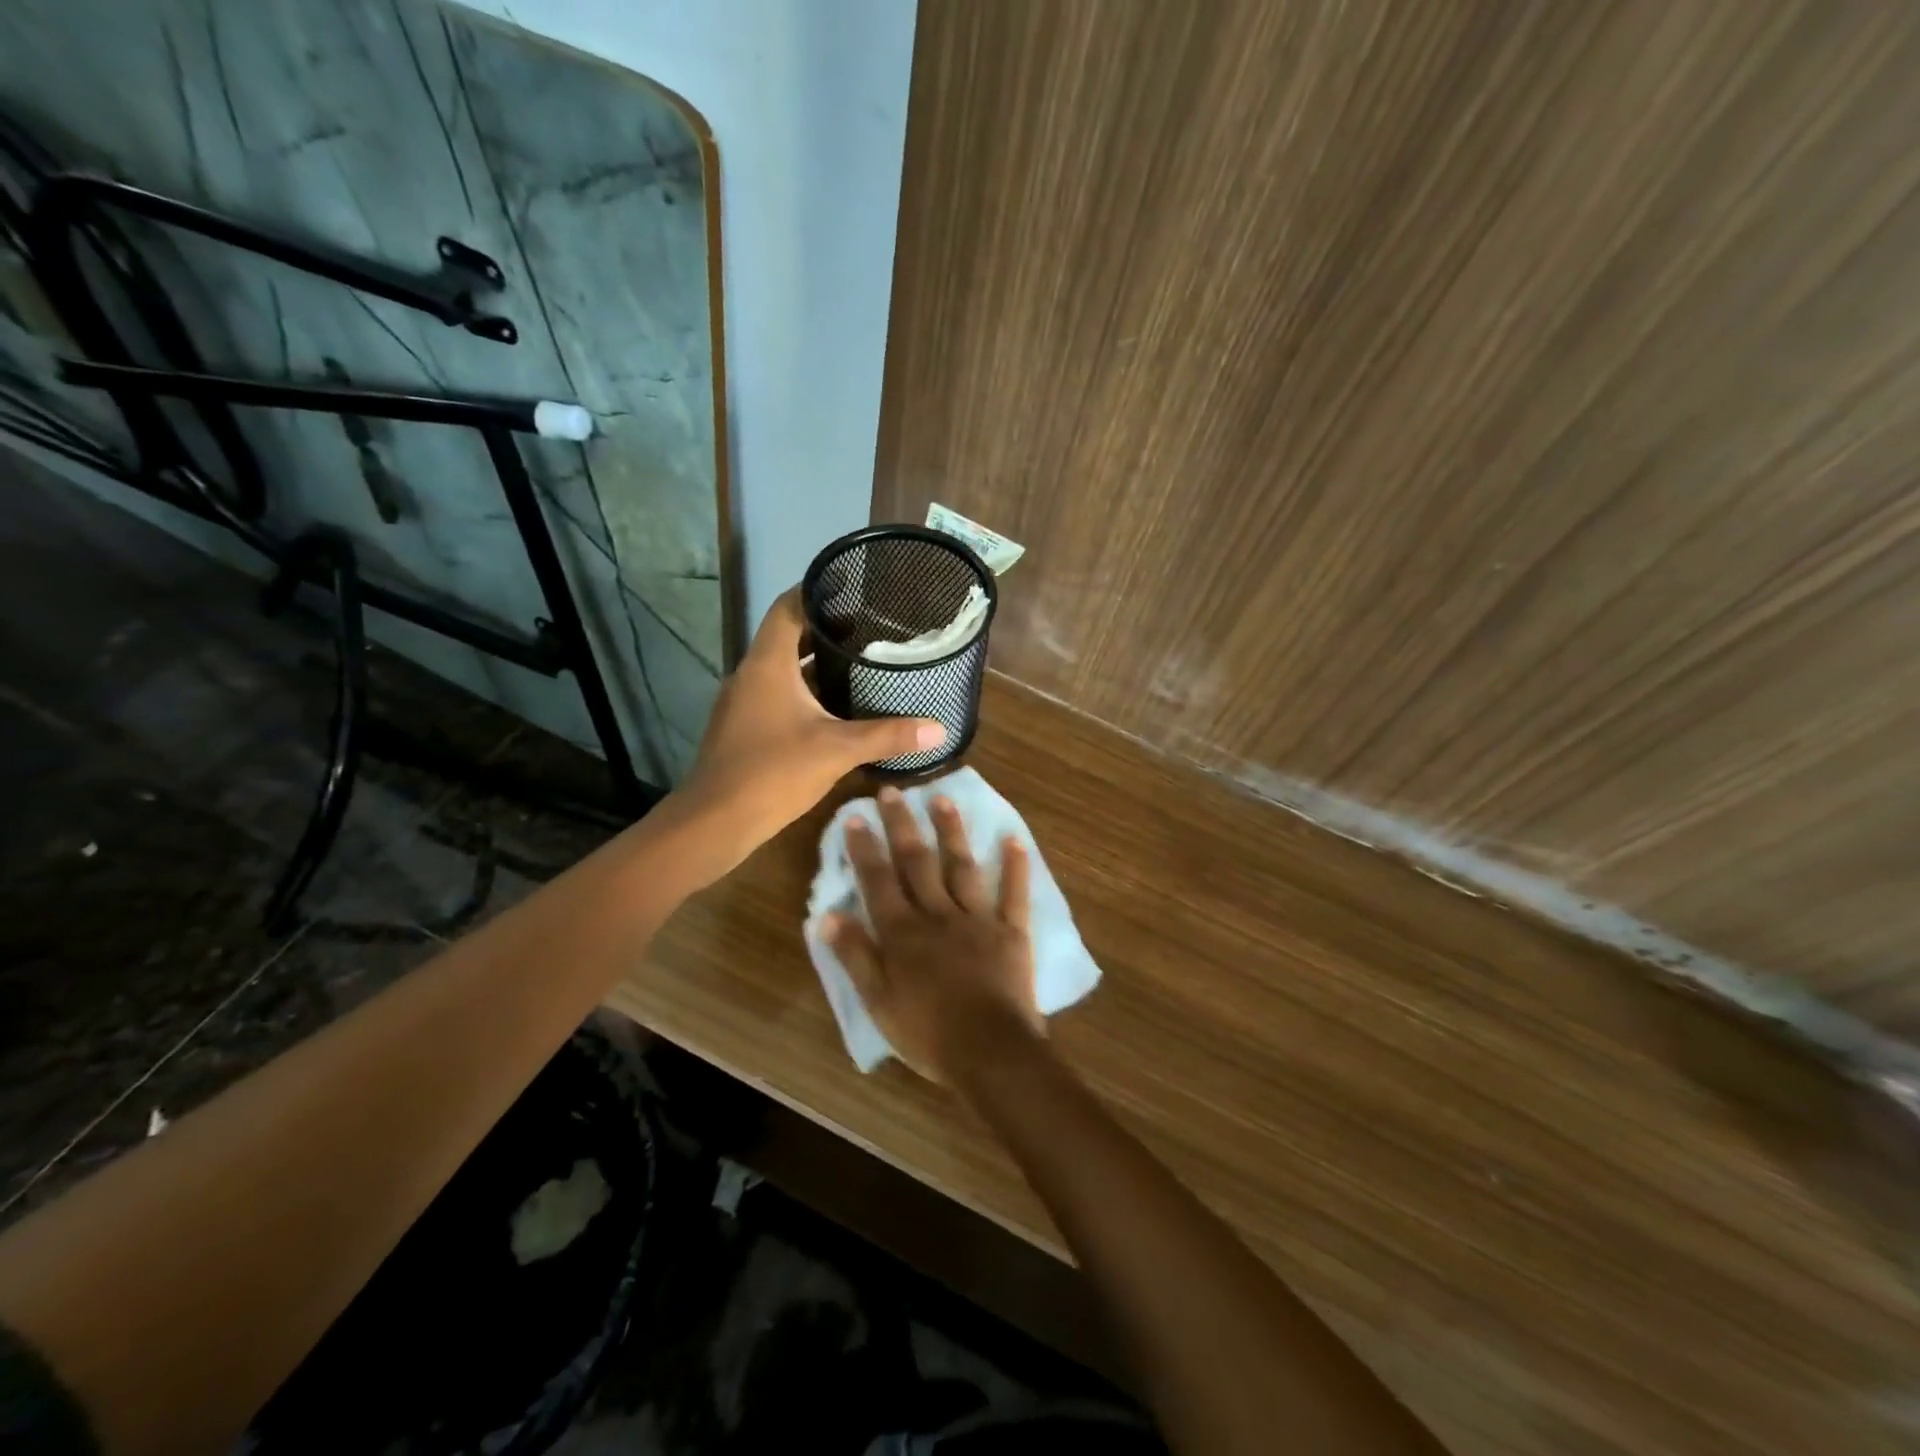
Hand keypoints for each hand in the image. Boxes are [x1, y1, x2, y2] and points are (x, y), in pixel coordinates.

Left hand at [678, 589, 944, 873]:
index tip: (854, 588)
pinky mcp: (744, 726)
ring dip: (817, 663)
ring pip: (783, 668)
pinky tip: (836, 707)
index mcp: (768, 664)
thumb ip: (888, 735)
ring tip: (862, 662)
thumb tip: (938, 728)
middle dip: (827, 629)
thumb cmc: (773, 772)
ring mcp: (744, 701)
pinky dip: (805, 691)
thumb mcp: (838, 750)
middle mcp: (751, 673)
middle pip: (788, 635)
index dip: (817, 590)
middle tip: (872, 629)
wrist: (715, 822)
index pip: (788, 606)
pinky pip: (778, 693)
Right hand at [822, 786, 1043, 1084]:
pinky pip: (1014, 892)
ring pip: (961, 866)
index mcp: (903, 933)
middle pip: (917, 862)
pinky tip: (1014, 838)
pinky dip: (1015, 865)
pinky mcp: (1011, 930)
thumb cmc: (928, 1033)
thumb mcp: (878, 1001)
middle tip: (894, 790)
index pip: (878, 881)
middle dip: (903, 825)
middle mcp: (938, 914)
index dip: (865, 848)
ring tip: (942, 799)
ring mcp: (978, 918)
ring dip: (951, 831)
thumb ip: (855, 956)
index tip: (856, 814)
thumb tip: (828, 915)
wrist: (990, 1052)